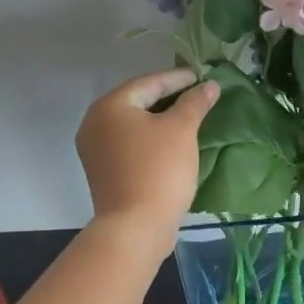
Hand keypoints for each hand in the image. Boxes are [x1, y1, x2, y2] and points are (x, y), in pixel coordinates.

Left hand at [75, 68, 218, 248]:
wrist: (135, 227)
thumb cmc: (158, 170)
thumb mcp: (181, 130)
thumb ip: (194, 102)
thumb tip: (209, 85)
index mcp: (110, 106)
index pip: (149, 82)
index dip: (178, 78)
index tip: (203, 76)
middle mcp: (95, 123)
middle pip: (138, 101)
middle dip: (169, 97)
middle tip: (197, 93)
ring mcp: (95, 149)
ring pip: (133, 124)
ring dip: (160, 118)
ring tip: (189, 116)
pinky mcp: (103, 171)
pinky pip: (130, 143)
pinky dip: (151, 138)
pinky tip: (171, 142)